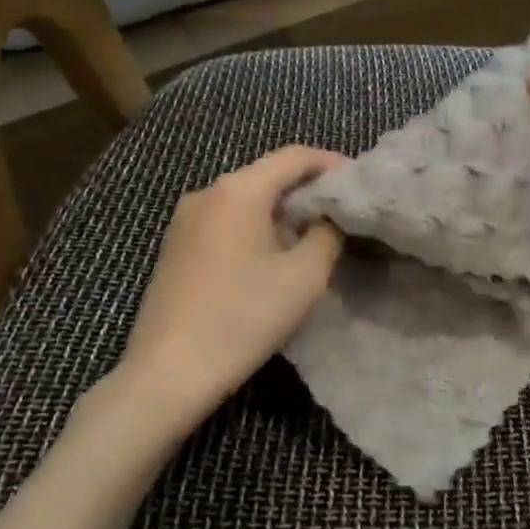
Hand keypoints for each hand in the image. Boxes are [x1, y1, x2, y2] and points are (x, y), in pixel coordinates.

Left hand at [114, 145, 347, 420]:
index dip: (331, 163)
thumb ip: (327, 234)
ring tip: (314, 234)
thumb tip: (329, 216)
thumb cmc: (244, 317)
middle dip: (307, 188)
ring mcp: (185, 220)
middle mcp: (207, 193)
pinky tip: (273, 254)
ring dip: (282, 210)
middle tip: (342, 211)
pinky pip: (226, 221)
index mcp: (238, 190)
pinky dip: (256, 226)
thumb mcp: (304, 276)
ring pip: (246, 200)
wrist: (170, 372)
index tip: (359, 182)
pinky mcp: (176, 247)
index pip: (293, 156)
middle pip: (267, 175)